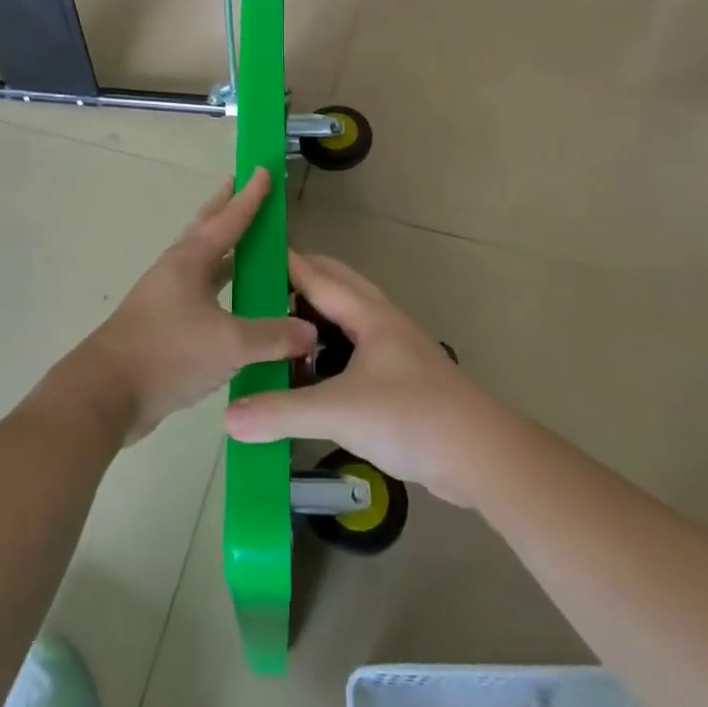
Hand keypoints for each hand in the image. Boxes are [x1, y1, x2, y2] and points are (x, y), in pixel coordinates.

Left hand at [62, 168, 313, 443]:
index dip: (251, 196)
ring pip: (203, 260)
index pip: (229, 219)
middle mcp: (177, 270)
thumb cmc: (167, 354)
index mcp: (190, 261)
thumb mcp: (229, 344)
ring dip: (224, 246)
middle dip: (226, 206)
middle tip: (243, 185)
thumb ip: (273, 336)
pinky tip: (235, 300)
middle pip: (207, 228)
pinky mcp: (164, 324)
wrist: (106, 393)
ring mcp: (167, 297)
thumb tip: (310, 331)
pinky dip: (220, 284)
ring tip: (246, 238)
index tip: (264, 170)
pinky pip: (200, 291)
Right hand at [223, 251, 500, 505]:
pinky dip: (326, 352)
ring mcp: (392, 350)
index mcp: (367, 314)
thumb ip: (281, 411)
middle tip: (254, 293)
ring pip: (344, 320)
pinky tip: (308, 376)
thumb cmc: (411, 417)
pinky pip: (352, 351)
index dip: (283, 261)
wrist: (480, 454)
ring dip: (313, 319)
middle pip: (334, 287)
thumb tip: (227, 417)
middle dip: (297, 283)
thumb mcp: (339, 412)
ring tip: (274, 331)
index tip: (248, 251)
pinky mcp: (398, 378)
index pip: (316, 275)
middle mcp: (380, 322)